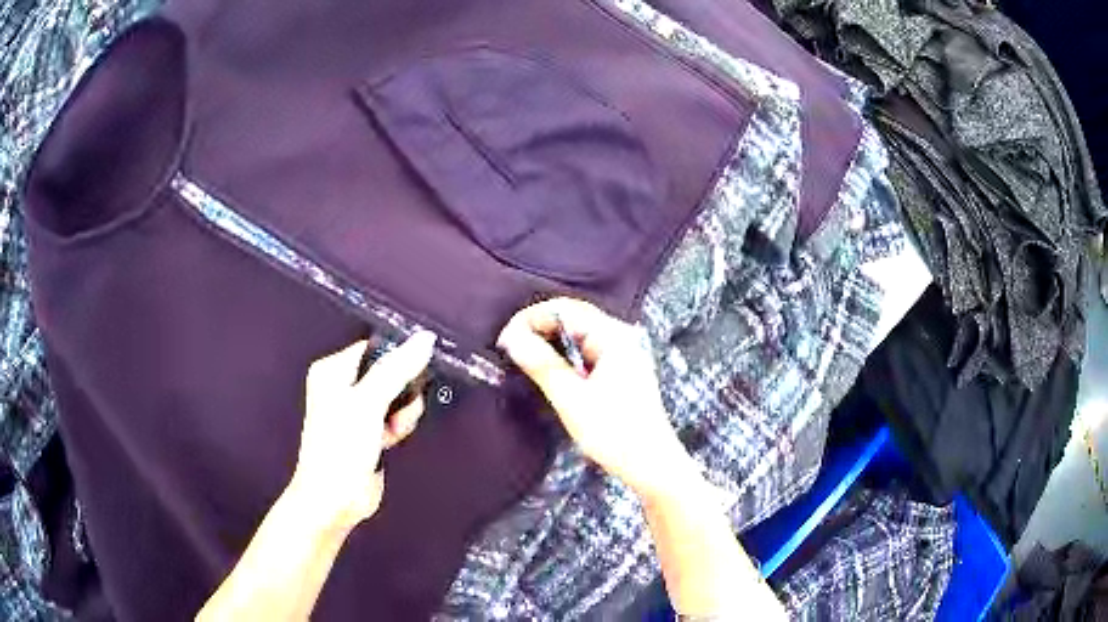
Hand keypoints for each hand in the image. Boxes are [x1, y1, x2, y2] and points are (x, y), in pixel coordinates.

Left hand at [288, 332, 436, 531]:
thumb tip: (424, 340)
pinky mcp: (368, 433)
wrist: (335, 498)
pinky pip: (394, 418)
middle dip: (402, 391)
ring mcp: (355, 412)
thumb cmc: (339, 448)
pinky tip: (393, 438)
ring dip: (403, 412)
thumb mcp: (368, 402)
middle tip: (401, 405)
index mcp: (332, 371)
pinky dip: (398, 426)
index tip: (415, 371)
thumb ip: (397, 370)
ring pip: (395, 398)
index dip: (397, 358)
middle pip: (388, 374)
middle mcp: (342, 387)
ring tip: (394, 427)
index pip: (373, 349)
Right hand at [497, 298, 695, 502]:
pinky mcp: (620, 371)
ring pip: (577, 335)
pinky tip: (548, 371)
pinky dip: (563, 356)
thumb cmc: (615, 433)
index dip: (530, 318)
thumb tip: (511, 337)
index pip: (564, 309)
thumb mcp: (572, 399)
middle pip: (571, 318)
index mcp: (613, 336)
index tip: (505, 340)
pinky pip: (585, 351)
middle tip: (509, 349)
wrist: (651, 465)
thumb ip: (541, 364)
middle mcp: (620, 337)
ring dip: (548, 343)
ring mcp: (622, 353)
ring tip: (522, 359)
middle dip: (537, 328)